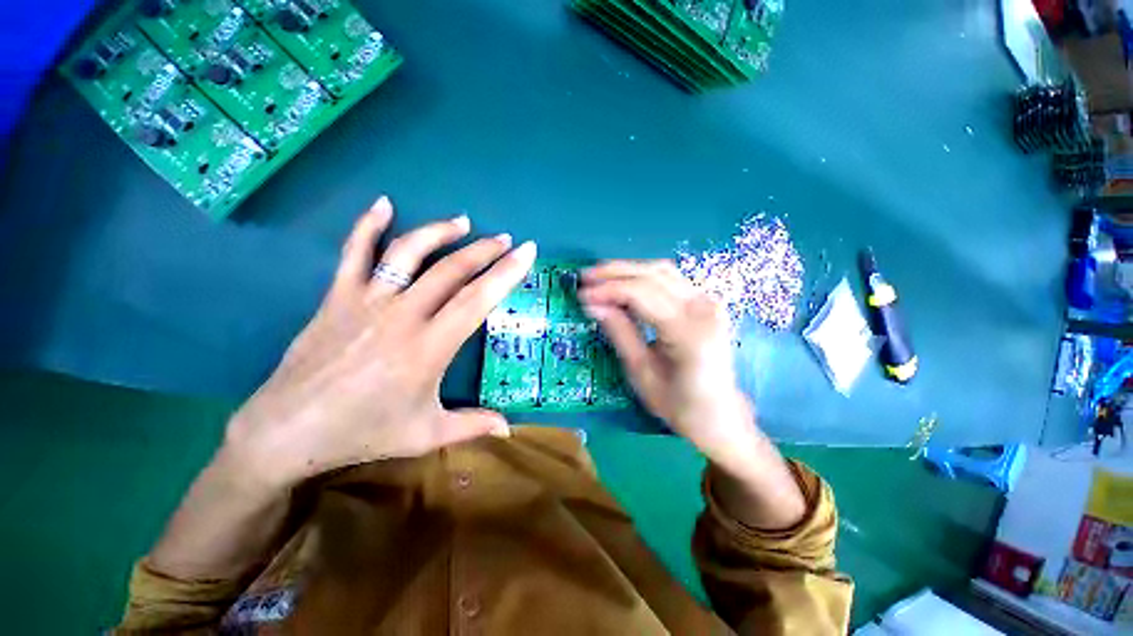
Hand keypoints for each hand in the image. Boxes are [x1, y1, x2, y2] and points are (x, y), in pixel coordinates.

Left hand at [223, 196, 536, 486]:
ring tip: (463, 222)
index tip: (527, 252)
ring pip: (409, 253)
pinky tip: (384, 204)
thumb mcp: (425, 435)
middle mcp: (402, 315)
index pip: (478, 299)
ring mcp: (367, 301)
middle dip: (485, 250)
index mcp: (429, 347)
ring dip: (440, 232)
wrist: (287, 431)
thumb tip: (508, 428)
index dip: (506, 273)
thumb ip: (471, 426)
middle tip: (506, 239)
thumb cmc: (362, 433)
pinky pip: (354, 253)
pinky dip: (368, 225)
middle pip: (452, 270)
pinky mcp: (337, 297)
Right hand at [579, 260, 758, 473]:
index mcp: (688, 334)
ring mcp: (709, 302)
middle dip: (615, 272)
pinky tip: (625, 282)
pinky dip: (644, 276)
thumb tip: (592, 305)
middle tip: (585, 277)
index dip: (608, 289)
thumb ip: (619, 333)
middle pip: (653, 275)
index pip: (642, 295)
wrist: (720, 415)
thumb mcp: (641, 374)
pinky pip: (671, 279)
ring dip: (628, 270)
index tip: (581, 294)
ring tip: (600, 276)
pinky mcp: (707, 302)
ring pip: (662, 270)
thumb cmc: (678, 405)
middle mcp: (704, 309)